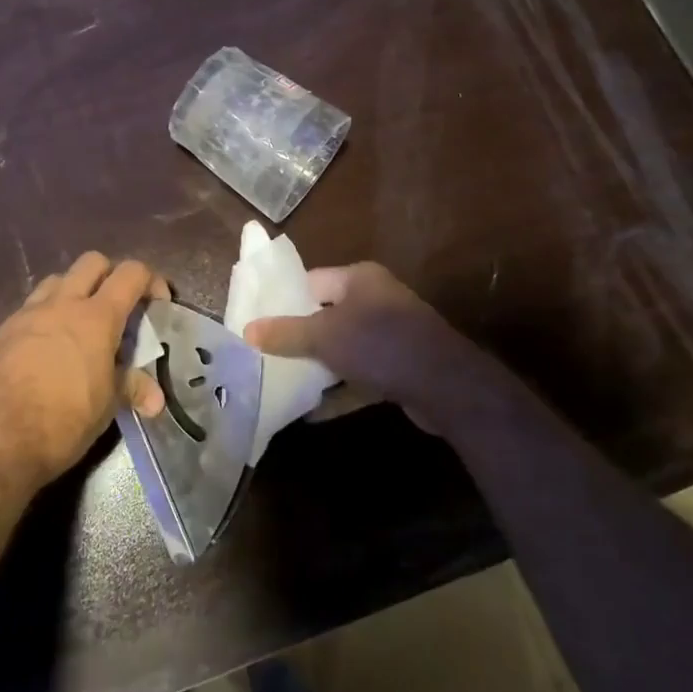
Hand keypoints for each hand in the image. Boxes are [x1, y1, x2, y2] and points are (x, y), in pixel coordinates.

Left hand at [0, 252, 167, 494]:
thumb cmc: (61, 421)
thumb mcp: (105, 407)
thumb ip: (131, 389)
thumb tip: (156, 399)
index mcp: (96, 317)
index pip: (131, 273)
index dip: (150, 281)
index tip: (157, 304)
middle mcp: (62, 304)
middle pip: (92, 262)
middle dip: (110, 275)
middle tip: (118, 307)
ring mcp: (27, 314)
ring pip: (57, 280)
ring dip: (75, 291)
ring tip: (81, 325)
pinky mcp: (1, 332)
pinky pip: (31, 308)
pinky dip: (47, 316)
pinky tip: (48, 349)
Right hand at [244, 262, 508, 434]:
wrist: (445, 385)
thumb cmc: (379, 344)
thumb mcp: (324, 336)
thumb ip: (286, 333)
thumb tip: (247, 331)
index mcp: (358, 278)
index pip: (310, 281)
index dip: (282, 299)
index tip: (255, 320)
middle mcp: (375, 299)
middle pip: (325, 315)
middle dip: (297, 336)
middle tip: (263, 353)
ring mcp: (389, 334)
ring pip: (342, 347)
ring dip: (317, 366)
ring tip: (280, 381)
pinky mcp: (398, 366)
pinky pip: (359, 374)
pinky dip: (338, 390)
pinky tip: (312, 413)